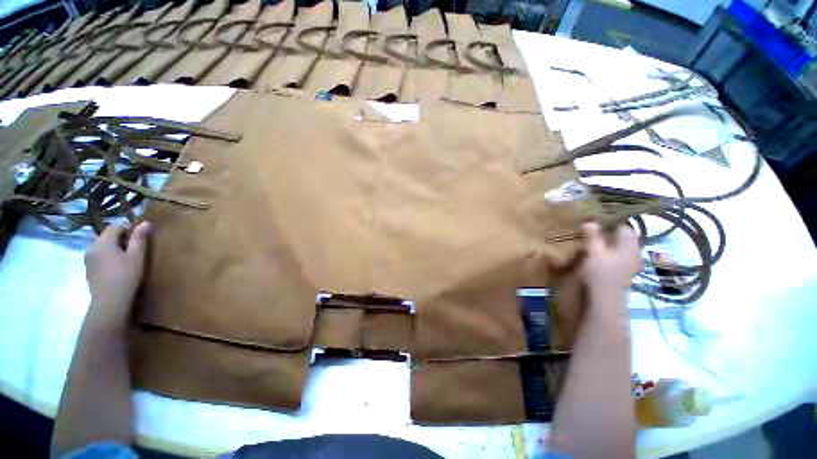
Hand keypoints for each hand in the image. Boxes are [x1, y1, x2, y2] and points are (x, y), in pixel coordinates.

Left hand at [84, 222, 150, 324]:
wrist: (110, 300)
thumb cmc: (126, 275)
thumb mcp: (136, 256)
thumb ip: (139, 238)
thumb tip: (145, 222)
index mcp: (103, 241)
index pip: (115, 227)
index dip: (128, 230)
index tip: (138, 239)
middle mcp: (92, 247)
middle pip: (106, 236)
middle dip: (119, 240)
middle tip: (133, 250)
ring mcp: (88, 259)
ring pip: (101, 247)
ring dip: (112, 249)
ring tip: (124, 260)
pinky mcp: (88, 269)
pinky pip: (98, 257)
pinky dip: (107, 258)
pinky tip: (115, 269)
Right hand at [581, 222, 640, 293]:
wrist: (605, 299)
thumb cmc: (601, 273)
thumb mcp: (594, 252)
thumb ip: (593, 236)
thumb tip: (589, 221)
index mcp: (629, 245)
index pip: (624, 226)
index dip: (610, 222)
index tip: (595, 220)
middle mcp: (633, 252)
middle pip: (623, 236)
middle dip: (609, 231)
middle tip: (592, 228)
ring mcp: (630, 262)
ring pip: (620, 246)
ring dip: (609, 241)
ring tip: (593, 239)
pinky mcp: (623, 271)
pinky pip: (618, 255)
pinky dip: (609, 250)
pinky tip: (599, 253)